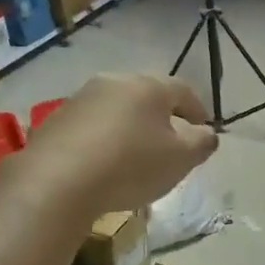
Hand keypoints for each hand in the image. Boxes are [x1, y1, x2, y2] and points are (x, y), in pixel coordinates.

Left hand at [19, 73, 218, 214]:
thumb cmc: (130, 165)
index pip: (183, 90)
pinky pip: (92, 126)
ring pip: (117, 109)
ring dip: (131, 128)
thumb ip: (201, 143)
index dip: (198, 110)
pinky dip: (105, 140)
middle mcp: (114, 82)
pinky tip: (104, 165)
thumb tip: (207, 134)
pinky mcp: (57, 120)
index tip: (204, 130)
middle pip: (147, 96)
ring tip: (136, 157)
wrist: (56, 182)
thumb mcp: (180, 159)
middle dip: (163, 118)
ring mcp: (81, 99)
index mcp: (149, 86)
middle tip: (171, 143)